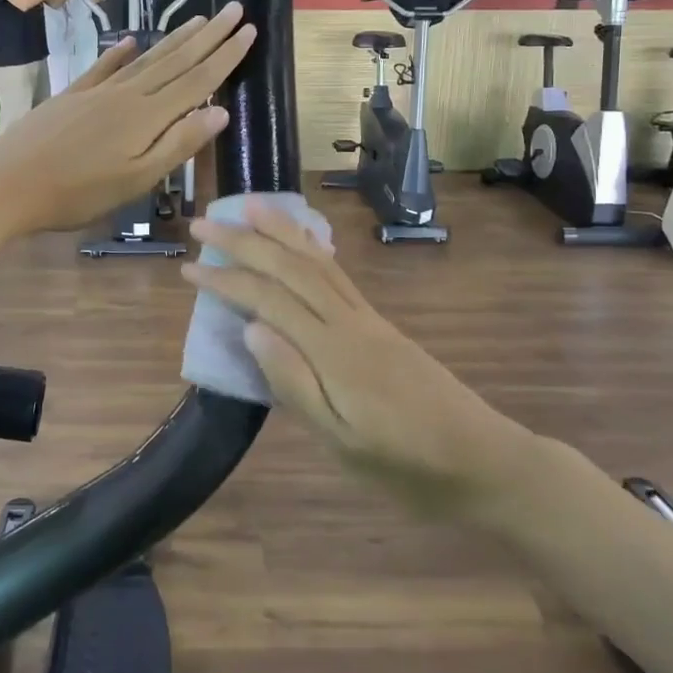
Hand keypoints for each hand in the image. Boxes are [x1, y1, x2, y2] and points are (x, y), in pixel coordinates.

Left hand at [0, 3, 254, 235]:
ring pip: (145, 59)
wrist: (6, 183)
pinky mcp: (72, 96)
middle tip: (234, 10)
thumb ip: (178, 144)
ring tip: (198, 20)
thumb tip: (221, 112)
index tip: (249, 30)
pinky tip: (132, 41)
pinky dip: (122, 53)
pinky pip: (105, 67)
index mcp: (147, 116)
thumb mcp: (136, 179)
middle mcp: (126, 94)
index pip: (197, 80)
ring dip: (175, 39)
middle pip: (175, 61)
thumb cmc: (76, 193)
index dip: (225, 56)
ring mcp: (96, 92)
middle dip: (208, 36)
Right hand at [184, 202, 520, 514]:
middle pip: (290, 268)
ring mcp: (368, 318)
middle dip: (244, 242)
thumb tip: (251, 329)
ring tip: (251, 205)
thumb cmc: (406, 466)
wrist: (484, 461)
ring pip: (317, 262)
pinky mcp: (379, 323)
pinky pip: (338, 273)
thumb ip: (296, 384)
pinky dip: (313, 247)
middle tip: (203, 224)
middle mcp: (349, 322)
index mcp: (333, 352)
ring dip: (280, 231)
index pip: (269, 301)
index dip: (227, 280)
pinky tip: (303, 239)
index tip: (189, 268)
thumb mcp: (344, 444)